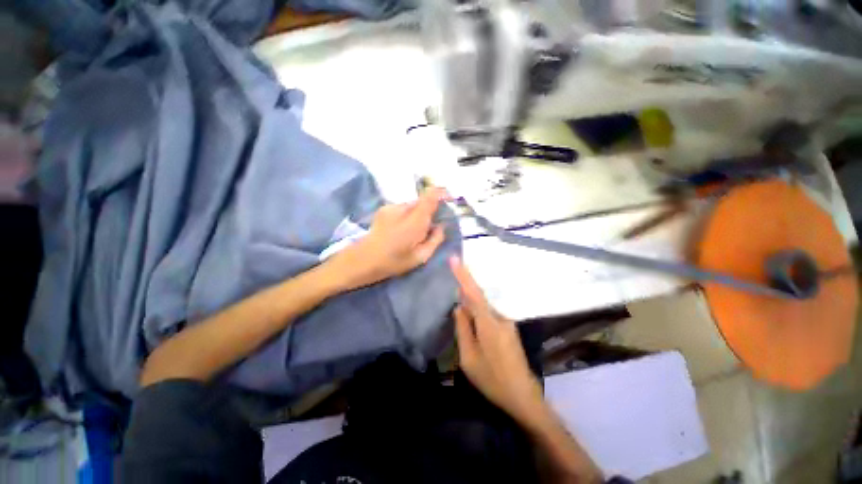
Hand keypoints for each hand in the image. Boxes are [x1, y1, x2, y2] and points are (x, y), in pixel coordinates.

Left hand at [332, 189, 446, 290]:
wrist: (362, 260)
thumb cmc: (393, 261)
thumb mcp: (420, 257)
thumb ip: (435, 239)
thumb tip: (441, 227)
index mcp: (415, 220)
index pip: (431, 197)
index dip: (442, 194)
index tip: (449, 198)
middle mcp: (403, 208)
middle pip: (423, 200)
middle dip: (430, 210)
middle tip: (431, 226)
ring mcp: (391, 207)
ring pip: (412, 205)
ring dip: (418, 213)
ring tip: (413, 231)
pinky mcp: (384, 209)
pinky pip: (402, 208)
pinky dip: (407, 215)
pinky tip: (401, 229)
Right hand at [450, 256, 544, 422]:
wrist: (524, 397)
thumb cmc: (492, 380)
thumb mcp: (469, 358)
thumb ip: (463, 329)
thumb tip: (459, 307)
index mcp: (489, 324)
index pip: (473, 294)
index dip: (463, 275)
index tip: (454, 258)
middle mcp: (500, 318)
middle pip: (479, 298)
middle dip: (465, 289)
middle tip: (453, 282)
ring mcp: (507, 323)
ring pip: (484, 307)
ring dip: (471, 303)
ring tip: (460, 304)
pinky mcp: (509, 329)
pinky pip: (489, 314)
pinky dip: (478, 312)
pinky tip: (473, 321)